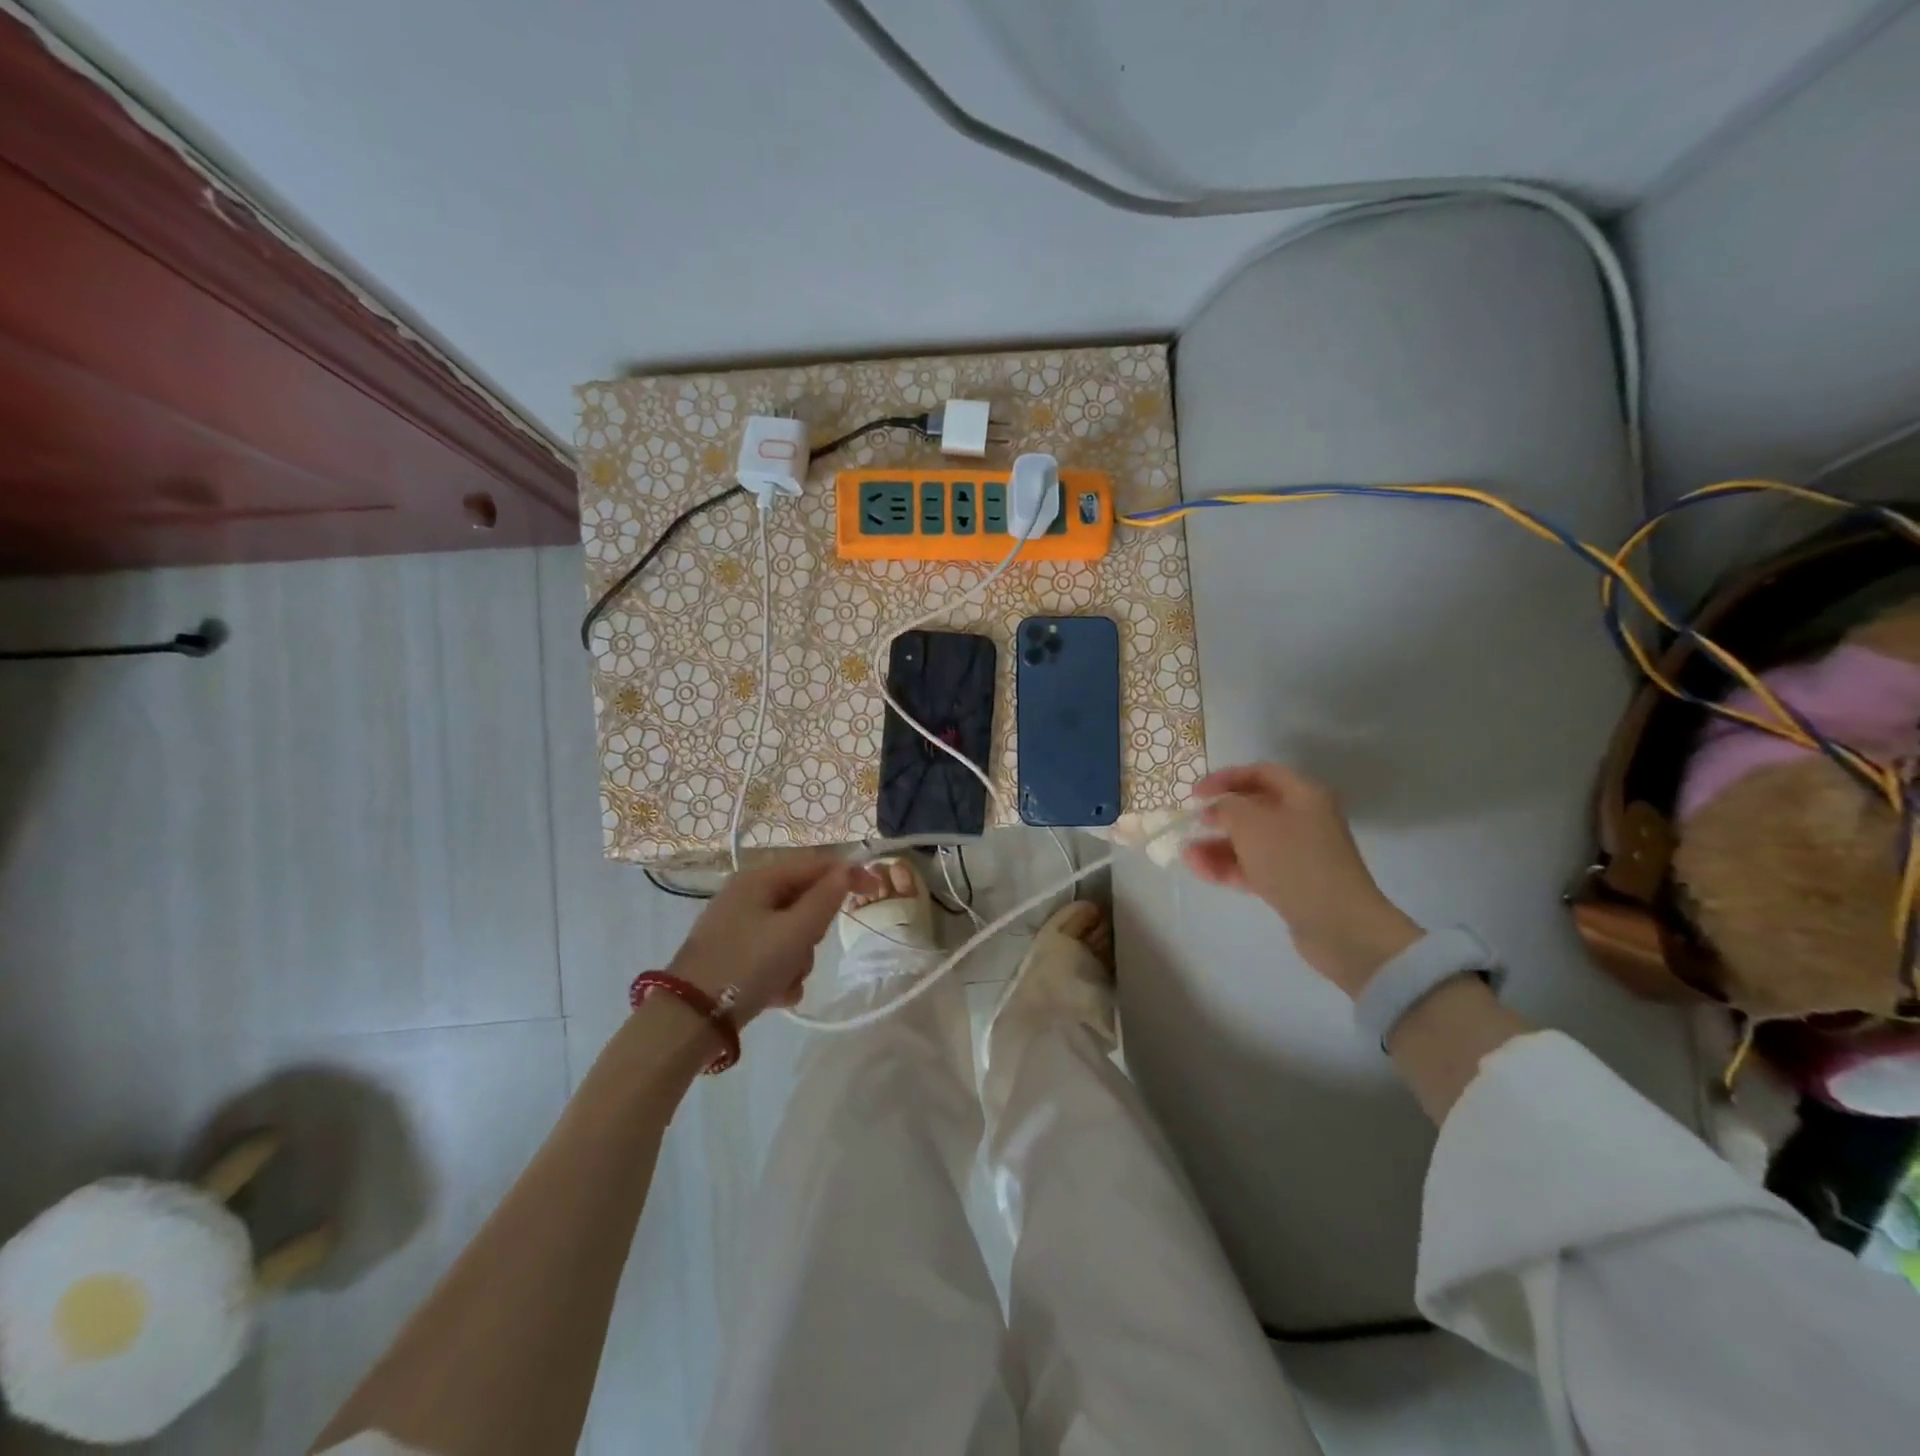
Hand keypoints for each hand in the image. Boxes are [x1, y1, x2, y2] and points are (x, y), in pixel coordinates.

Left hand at [664, 853, 872, 1022]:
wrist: (689, 1020)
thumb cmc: (746, 966)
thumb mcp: (795, 932)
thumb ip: (825, 899)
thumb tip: (847, 869)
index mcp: (759, 879)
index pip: (816, 865)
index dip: (848, 874)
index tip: (877, 891)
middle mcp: (748, 896)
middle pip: (805, 901)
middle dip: (813, 930)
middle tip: (806, 948)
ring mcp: (739, 926)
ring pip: (792, 933)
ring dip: (798, 958)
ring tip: (786, 979)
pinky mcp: (734, 955)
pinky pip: (774, 954)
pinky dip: (781, 973)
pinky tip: (774, 995)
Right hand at [1183, 763, 1421, 996]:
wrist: (1338, 925)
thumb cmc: (1294, 861)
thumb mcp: (1252, 823)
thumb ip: (1227, 807)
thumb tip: (1217, 809)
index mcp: (1303, 795)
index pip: (1260, 773)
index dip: (1225, 778)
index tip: (1195, 793)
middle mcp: (1304, 819)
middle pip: (1253, 808)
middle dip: (1218, 816)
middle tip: (1193, 824)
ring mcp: (1298, 853)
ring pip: (1249, 841)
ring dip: (1216, 846)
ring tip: (1187, 855)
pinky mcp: (1292, 882)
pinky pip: (1253, 867)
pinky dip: (1227, 867)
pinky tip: (1201, 870)